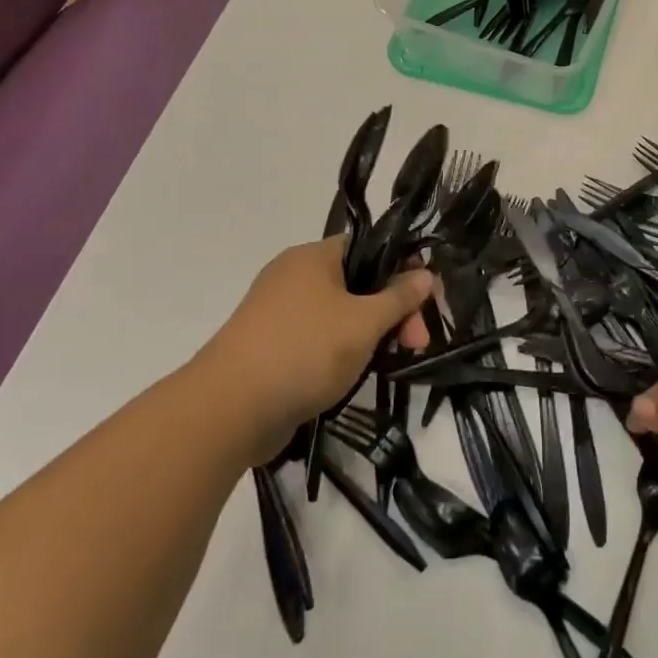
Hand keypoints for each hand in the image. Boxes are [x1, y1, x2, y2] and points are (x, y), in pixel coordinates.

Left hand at [202, 238, 434, 458]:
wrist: (229, 409)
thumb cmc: (304, 351)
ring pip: (341, 314)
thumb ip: (400, 297)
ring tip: (391, 363)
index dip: (405, 269)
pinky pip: (319, 339)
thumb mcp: (364, 323)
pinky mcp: (272, 347)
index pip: (370, 247)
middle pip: (359, 283)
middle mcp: (294, 276)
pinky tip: (359, 374)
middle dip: (394, 311)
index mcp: (313, 257)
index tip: (428, 301)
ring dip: (371, 334)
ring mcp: (279, 313)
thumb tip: (426, 274)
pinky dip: (343, 352)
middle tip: (417, 343)